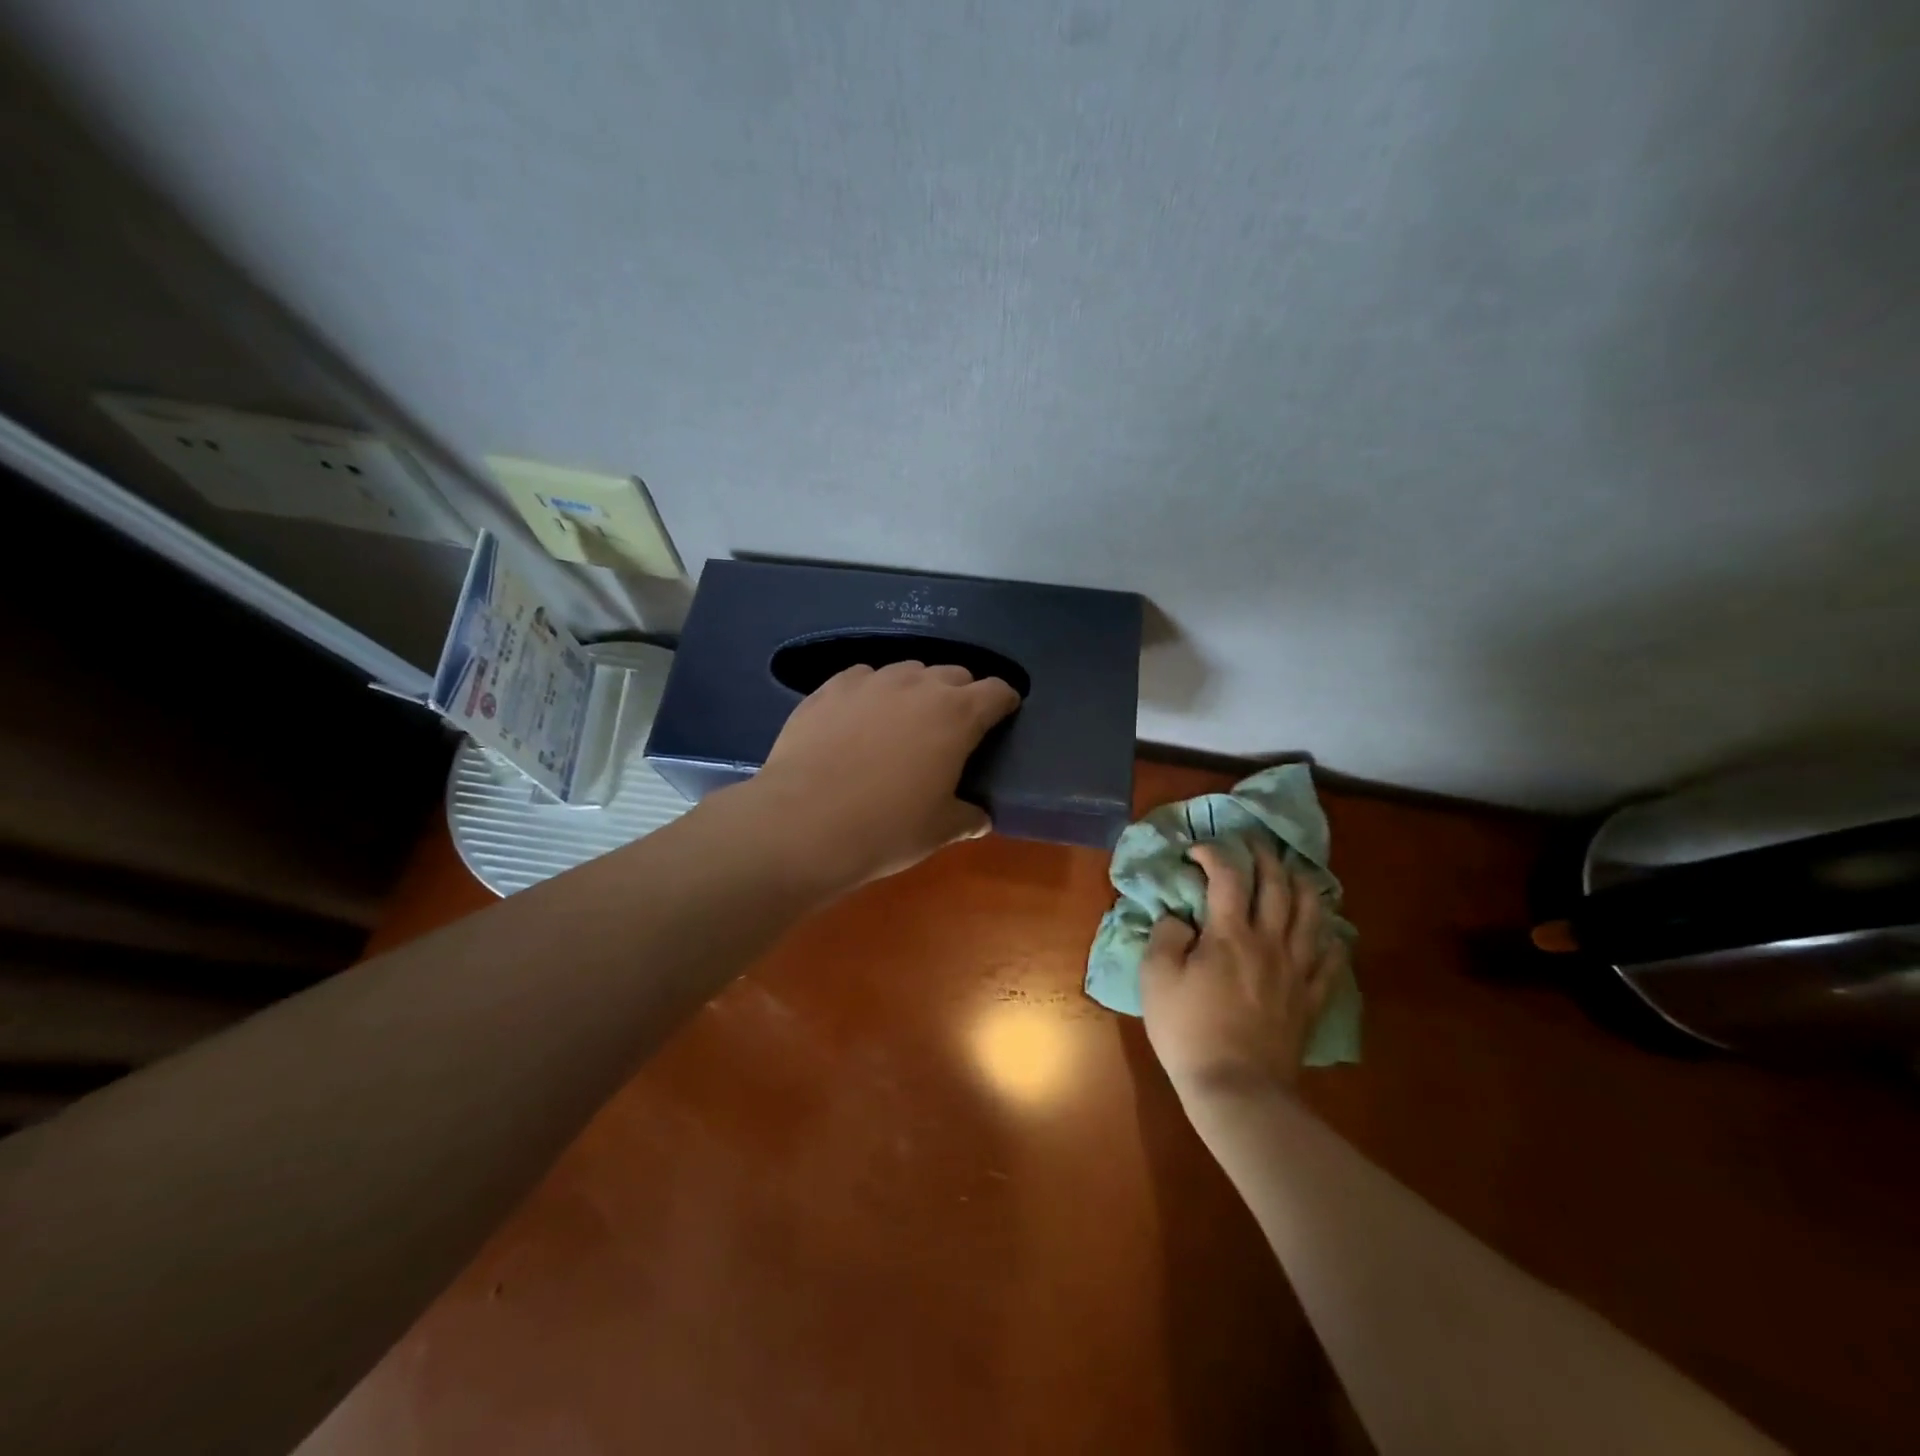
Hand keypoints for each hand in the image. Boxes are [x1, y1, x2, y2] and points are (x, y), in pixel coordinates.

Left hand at [750, 661, 1020, 889]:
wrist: (802, 824)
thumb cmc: (886, 829)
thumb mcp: (939, 831)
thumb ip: (968, 818)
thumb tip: (979, 818)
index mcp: (957, 715)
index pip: (997, 691)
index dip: (1005, 702)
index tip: (1003, 716)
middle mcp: (918, 685)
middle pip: (954, 674)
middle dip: (962, 694)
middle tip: (954, 726)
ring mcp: (871, 681)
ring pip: (908, 671)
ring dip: (917, 690)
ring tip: (905, 719)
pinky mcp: (831, 687)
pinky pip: (864, 678)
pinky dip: (873, 692)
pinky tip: (861, 718)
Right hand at [1141, 841, 1342, 1103]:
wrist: (1237, 1089)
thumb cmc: (1188, 1031)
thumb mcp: (1156, 979)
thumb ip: (1166, 937)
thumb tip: (1180, 918)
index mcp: (1230, 934)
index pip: (1228, 876)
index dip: (1214, 853)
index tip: (1197, 850)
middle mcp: (1269, 943)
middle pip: (1277, 887)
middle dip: (1265, 857)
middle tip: (1253, 844)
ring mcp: (1296, 971)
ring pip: (1311, 916)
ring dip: (1304, 886)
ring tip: (1294, 873)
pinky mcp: (1310, 999)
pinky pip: (1331, 961)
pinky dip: (1331, 939)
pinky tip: (1327, 931)